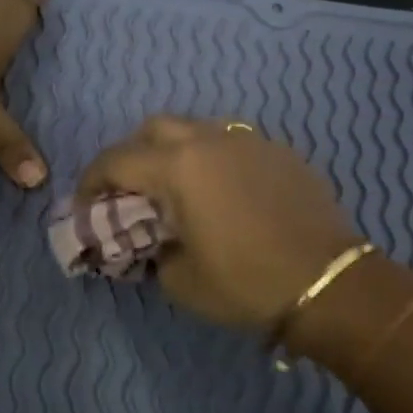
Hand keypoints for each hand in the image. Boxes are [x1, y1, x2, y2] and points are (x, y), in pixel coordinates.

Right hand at [76, 116, 359, 329]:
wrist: (328, 283)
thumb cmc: (246, 283)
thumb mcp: (180, 280)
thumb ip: (153, 250)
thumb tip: (156, 241)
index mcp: (178, 167)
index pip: (116, 161)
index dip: (90, 183)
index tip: (84, 207)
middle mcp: (210, 140)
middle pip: (153, 129)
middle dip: (132, 156)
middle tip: (129, 192)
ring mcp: (249, 141)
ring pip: (195, 129)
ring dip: (173, 152)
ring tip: (174, 189)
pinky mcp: (278, 151)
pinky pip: (231, 143)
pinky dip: (211, 159)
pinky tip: (220, 192)